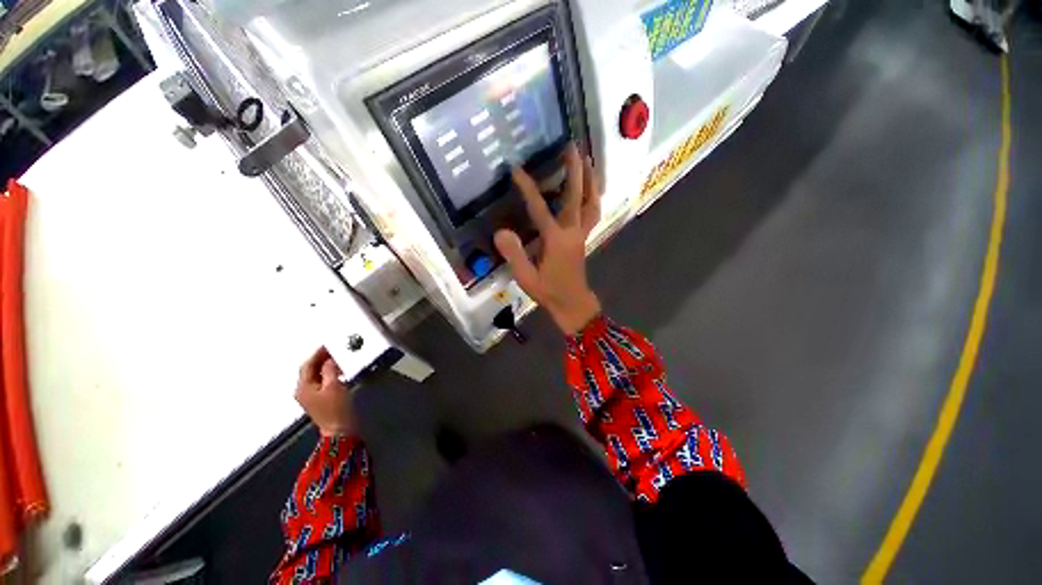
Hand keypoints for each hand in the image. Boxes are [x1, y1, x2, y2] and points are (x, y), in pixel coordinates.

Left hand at [295, 347, 355, 437]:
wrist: (340, 430)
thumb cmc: (336, 409)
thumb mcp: (334, 385)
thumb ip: (330, 370)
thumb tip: (330, 359)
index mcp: (303, 387)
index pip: (307, 365)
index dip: (318, 353)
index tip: (328, 345)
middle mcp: (303, 391)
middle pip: (310, 370)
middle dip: (322, 359)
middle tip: (334, 350)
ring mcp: (311, 397)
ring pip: (316, 375)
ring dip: (326, 366)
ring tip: (338, 359)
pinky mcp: (320, 400)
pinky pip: (322, 381)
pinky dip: (329, 373)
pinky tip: (339, 372)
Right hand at [494, 143, 602, 334]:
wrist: (572, 304)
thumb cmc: (548, 292)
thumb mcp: (526, 278)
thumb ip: (514, 254)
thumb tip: (501, 231)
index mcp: (555, 239)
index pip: (540, 208)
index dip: (528, 188)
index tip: (516, 169)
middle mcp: (572, 231)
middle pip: (576, 196)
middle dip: (575, 170)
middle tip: (573, 146)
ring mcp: (581, 233)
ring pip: (591, 202)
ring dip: (590, 180)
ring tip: (588, 160)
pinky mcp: (584, 237)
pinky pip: (593, 212)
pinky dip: (594, 197)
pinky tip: (591, 189)